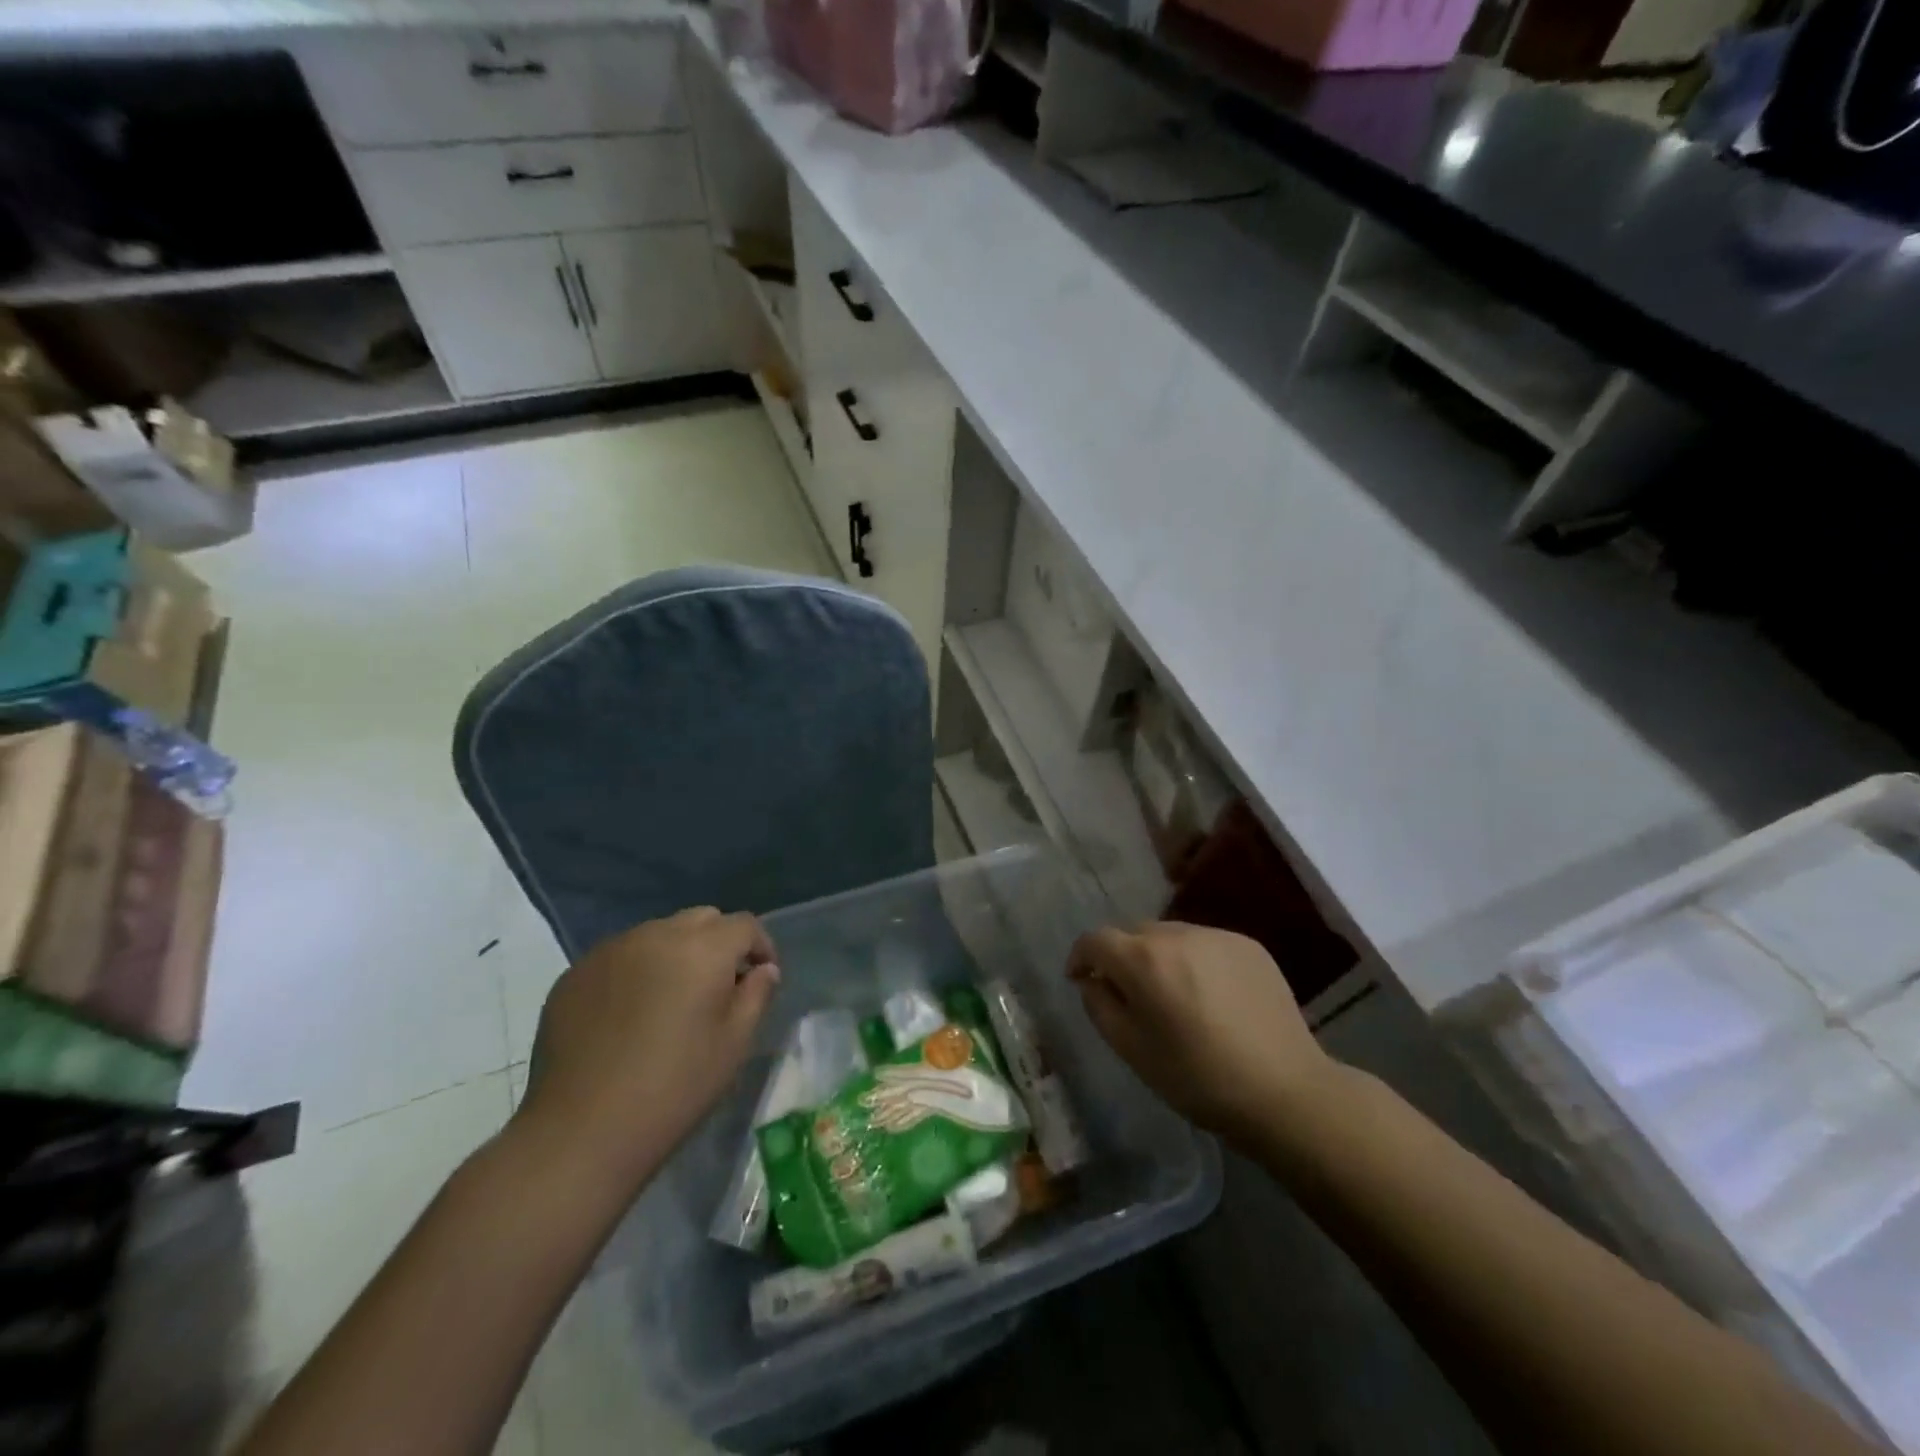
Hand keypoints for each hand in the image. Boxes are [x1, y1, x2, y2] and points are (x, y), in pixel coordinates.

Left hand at [516, 907, 779, 1181]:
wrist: (581, 1131)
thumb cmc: (674, 1088)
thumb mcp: (734, 1044)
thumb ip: (756, 995)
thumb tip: (763, 970)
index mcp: (702, 949)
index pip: (744, 925)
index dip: (761, 946)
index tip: (762, 976)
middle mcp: (657, 935)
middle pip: (701, 919)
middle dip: (719, 943)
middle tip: (719, 985)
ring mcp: (610, 951)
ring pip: (658, 933)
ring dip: (675, 953)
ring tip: (671, 998)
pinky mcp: (575, 973)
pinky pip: (620, 956)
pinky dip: (636, 970)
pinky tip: (630, 1014)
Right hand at [1068, 922, 1334, 1145]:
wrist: (1285, 1091)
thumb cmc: (1197, 1078)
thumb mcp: (1131, 1050)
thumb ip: (1099, 1005)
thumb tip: (1092, 980)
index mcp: (1143, 959)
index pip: (1095, 939)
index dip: (1081, 957)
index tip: (1080, 980)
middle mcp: (1177, 933)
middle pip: (1133, 933)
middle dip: (1121, 958)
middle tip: (1130, 996)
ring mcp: (1217, 935)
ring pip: (1170, 936)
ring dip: (1159, 957)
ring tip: (1173, 996)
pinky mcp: (1249, 945)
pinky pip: (1205, 944)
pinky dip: (1195, 961)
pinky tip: (1210, 997)